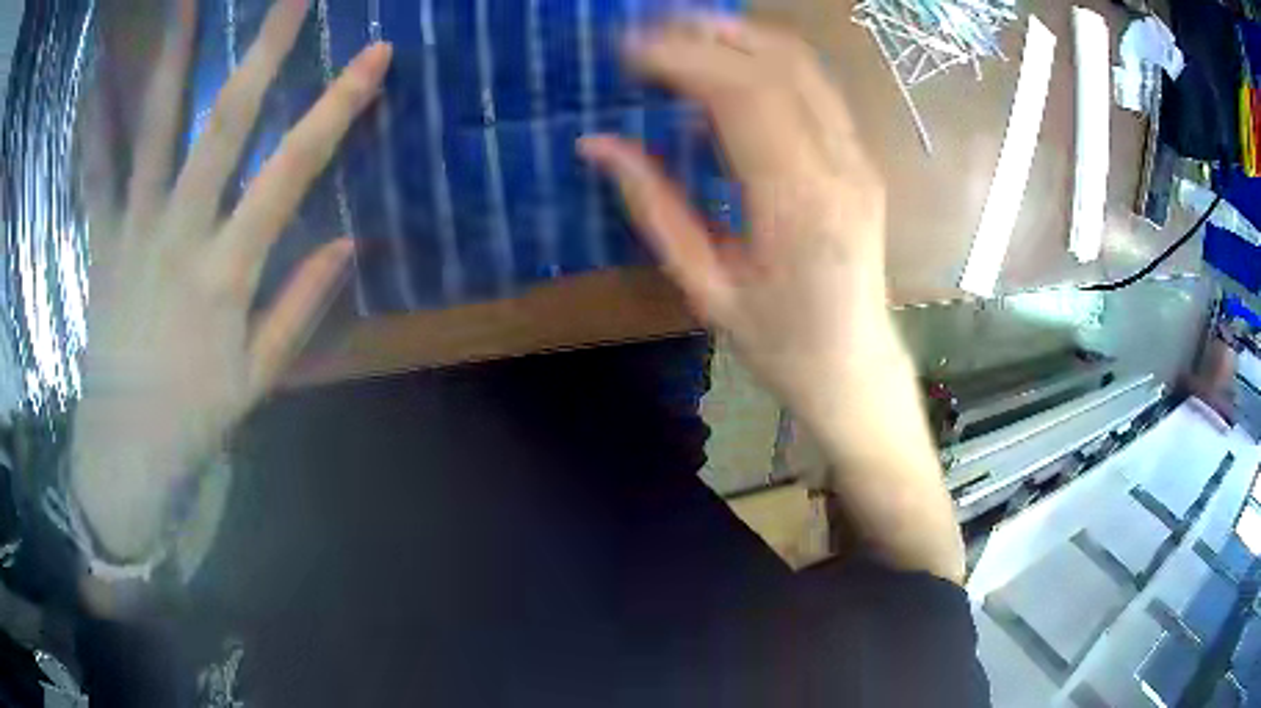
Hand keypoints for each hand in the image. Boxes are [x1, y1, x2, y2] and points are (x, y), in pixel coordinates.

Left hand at [71, 0, 391, 559]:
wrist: (128, 447)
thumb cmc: (196, 413)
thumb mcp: (260, 377)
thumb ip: (300, 305)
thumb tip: (350, 241)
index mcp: (228, 269)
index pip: (294, 168)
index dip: (337, 106)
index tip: (375, 53)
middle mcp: (181, 232)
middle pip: (225, 125)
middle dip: (263, 52)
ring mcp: (134, 230)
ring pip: (153, 131)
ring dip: (171, 60)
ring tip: (184, 2)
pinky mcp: (101, 240)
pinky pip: (95, 174)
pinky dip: (93, 125)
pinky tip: (96, 79)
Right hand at [578, 17, 894, 425]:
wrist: (855, 367)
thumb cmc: (780, 344)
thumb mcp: (705, 288)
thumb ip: (653, 207)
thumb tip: (598, 144)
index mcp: (798, 207)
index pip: (743, 96)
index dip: (682, 59)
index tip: (628, 53)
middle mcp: (839, 168)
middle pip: (778, 66)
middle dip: (705, 36)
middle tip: (645, 34)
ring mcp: (858, 159)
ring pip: (803, 66)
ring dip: (738, 37)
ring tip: (680, 34)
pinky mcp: (861, 158)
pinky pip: (815, 87)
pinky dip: (765, 60)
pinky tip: (726, 63)